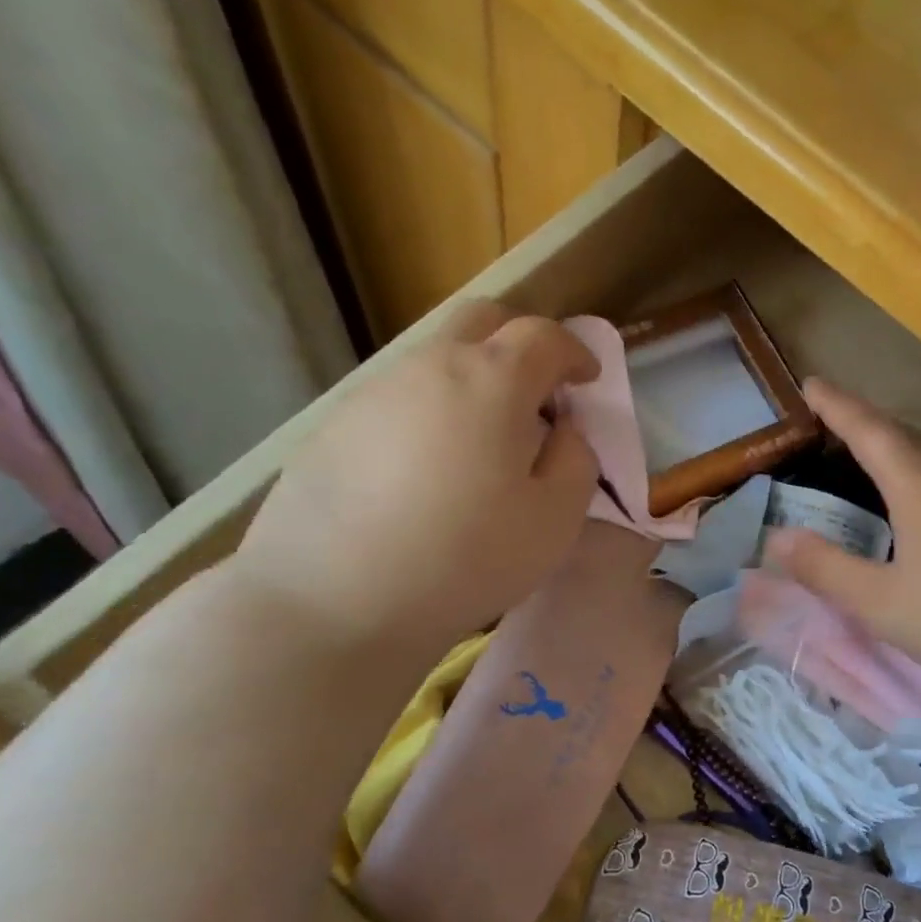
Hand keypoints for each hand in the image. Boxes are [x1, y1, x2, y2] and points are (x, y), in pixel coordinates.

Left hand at [232, 302, 599, 664]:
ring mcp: (374, 392)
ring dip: (473, 382)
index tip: (587, 380)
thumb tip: (563, 430)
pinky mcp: (335, 425)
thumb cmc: (467, 558)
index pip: (543, 336)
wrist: (333, 600)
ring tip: (484, 445)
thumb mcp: (556, 519)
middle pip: (481, 321)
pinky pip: (400, 399)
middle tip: (538, 397)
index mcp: (491, 380)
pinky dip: (431, 413)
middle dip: (520, 345)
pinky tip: (429, 473)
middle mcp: (430, 366)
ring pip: (436, 360)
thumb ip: (576, 461)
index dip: (575, 352)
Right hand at [764, 379, 920, 694]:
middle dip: (873, 421)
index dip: (838, 405)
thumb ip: (822, 568)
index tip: (813, 384)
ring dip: (920, 432)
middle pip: (911, 430)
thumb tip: (775, 540)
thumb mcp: (875, 602)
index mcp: (920, 485)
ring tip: (903, 443)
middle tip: (845, 426)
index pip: (870, 431)